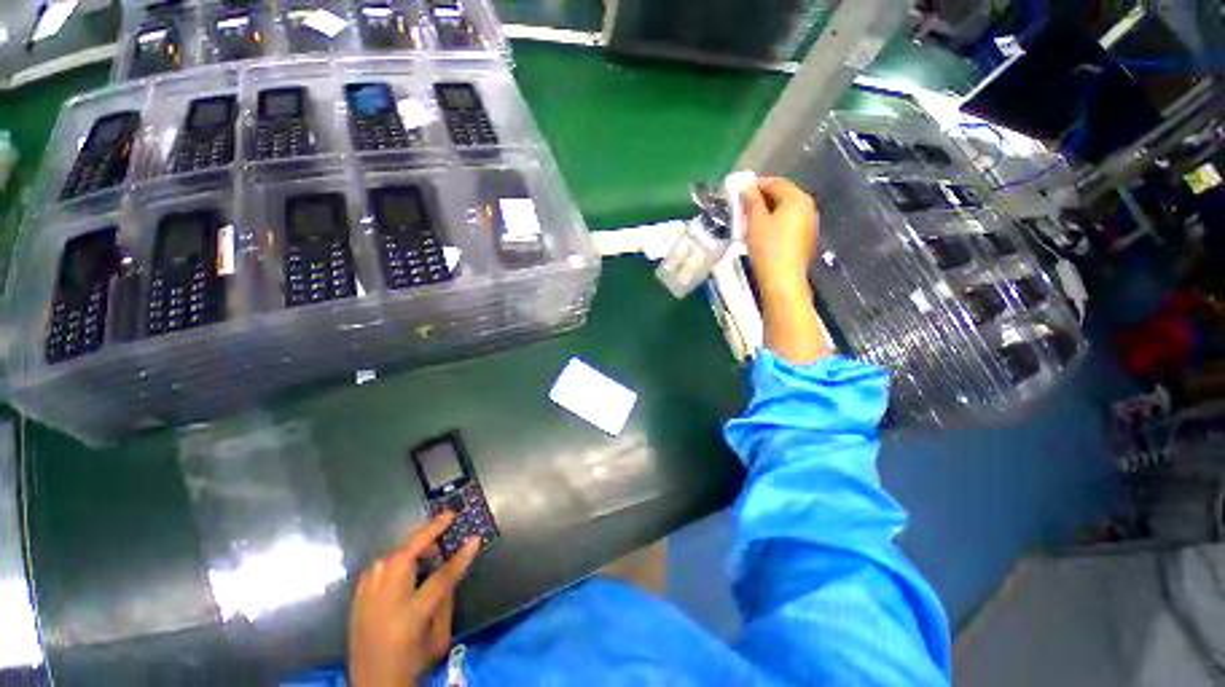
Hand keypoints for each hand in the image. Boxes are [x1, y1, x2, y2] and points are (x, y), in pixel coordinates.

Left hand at [348, 512, 480, 686]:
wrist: (371, 686)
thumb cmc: (412, 663)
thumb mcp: (439, 638)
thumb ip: (445, 600)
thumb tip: (452, 568)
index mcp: (410, 616)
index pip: (441, 577)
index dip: (461, 556)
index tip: (476, 537)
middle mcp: (384, 602)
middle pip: (406, 556)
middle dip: (428, 532)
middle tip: (447, 519)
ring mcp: (366, 599)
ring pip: (389, 557)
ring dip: (411, 544)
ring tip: (428, 545)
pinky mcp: (356, 600)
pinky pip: (377, 567)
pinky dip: (394, 558)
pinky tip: (404, 562)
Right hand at [742, 177, 819, 289]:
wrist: (782, 279)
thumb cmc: (768, 247)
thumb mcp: (755, 221)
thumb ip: (752, 201)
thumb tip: (747, 187)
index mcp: (798, 199)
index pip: (777, 183)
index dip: (758, 184)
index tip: (740, 189)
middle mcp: (808, 208)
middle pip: (784, 196)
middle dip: (763, 198)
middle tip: (743, 205)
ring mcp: (809, 226)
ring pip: (786, 212)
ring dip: (768, 211)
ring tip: (750, 220)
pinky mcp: (805, 241)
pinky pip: (789, 225)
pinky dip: (775, 224)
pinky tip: (762, 233)